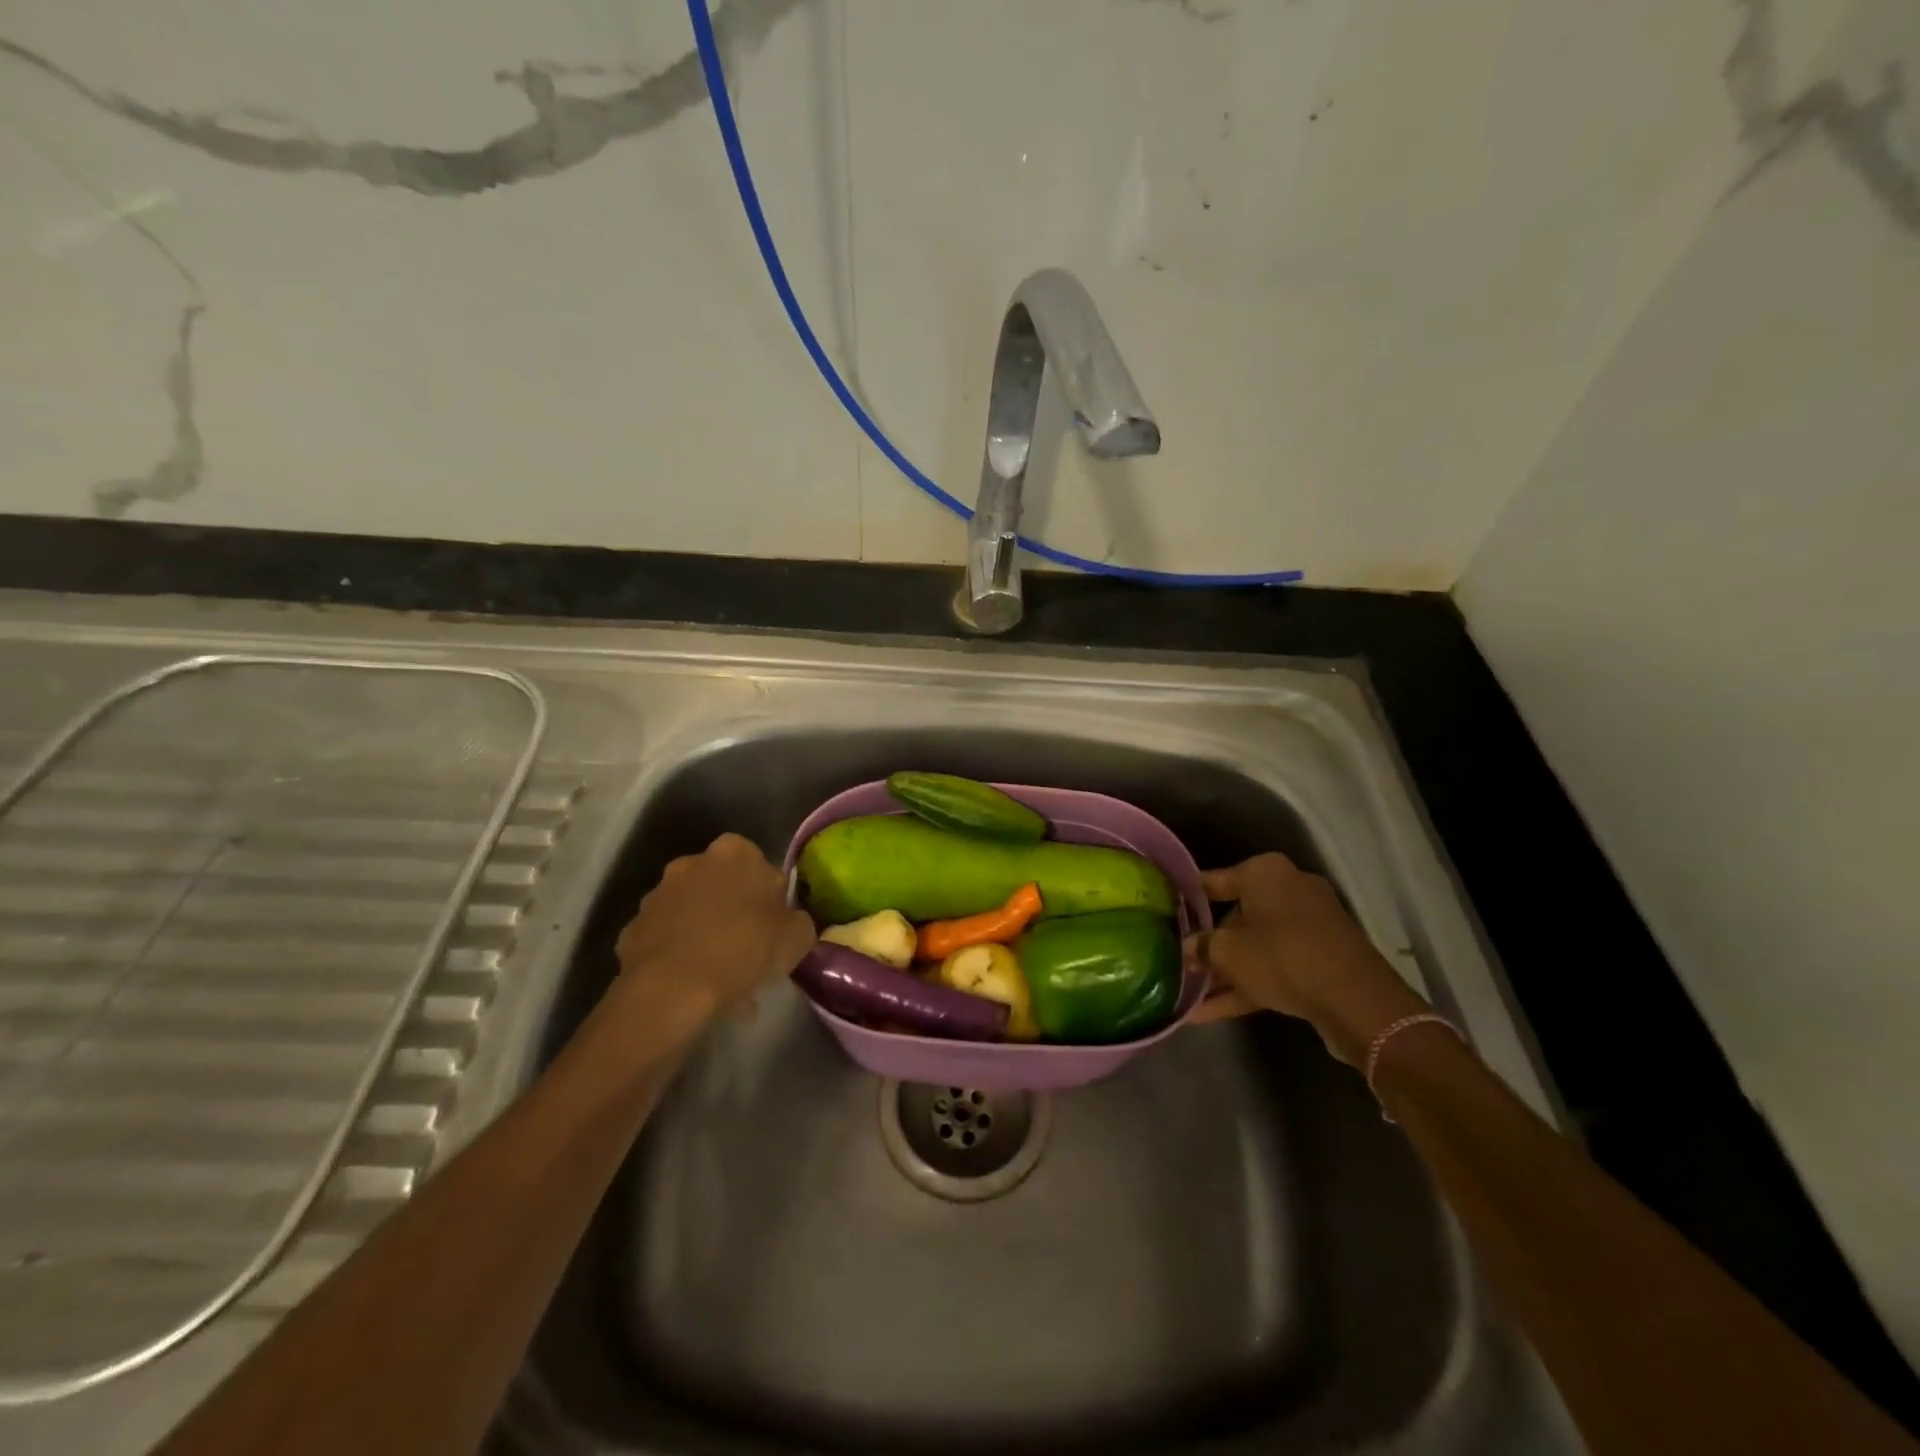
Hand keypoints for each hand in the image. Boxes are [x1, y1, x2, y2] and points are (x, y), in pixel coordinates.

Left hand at [614, 833, 816, 1019]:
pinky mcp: (631, 931)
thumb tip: (790, 922)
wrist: (672, 990)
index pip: (759, 866)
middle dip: (734, 915)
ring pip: (692, 916)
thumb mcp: (797, 937)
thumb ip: (798, 920)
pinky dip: (680, 959)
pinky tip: (694, 991)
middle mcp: (691, 863)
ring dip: (706, 938)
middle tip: (750, 953)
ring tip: (723, 982)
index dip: (769, 897)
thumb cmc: (745, 949)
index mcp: (734, 852)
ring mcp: (656, 896)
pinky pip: (666, 942)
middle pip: (721, 888)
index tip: (775, 927)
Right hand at [1189, 852, 1425, 1064]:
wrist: (1357, 1002)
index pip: (1214, 880)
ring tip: (1190, 994)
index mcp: (1265, 873)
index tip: (1165, 911)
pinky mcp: (1322, 958)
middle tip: (1180, 962)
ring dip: (1226, 970)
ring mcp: (1309, 925)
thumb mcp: (1228, 952)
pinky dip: (1248, 984)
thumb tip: (1187, 948)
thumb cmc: (1283, 957)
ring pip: (1256, 945)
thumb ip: (1201, 947)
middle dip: (1209, 943)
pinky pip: (1275, 966)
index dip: (1187, 898)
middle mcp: (1289, 889)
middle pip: (1237, 915)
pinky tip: (1211, 1013)